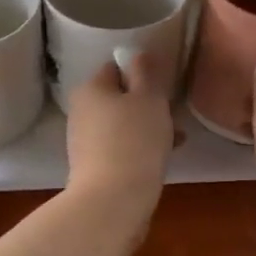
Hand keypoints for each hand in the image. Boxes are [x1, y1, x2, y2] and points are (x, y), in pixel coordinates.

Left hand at [65, 53, 174, 208]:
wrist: (113, 201)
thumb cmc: (135, 140)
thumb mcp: (149, 98)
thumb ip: (145, 72)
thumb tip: (138, 54)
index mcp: (90, 89)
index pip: (115, 68)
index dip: (141, 75)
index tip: (163, 89)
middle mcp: (81, 111)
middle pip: (119, 98)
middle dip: (148, 106)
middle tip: (172, 117)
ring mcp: (83, 141)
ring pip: (122, 125)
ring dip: (147, 129)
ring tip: (175, 141)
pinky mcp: (91, 167)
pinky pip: (120, 148)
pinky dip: (138, 149)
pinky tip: (160, 159)